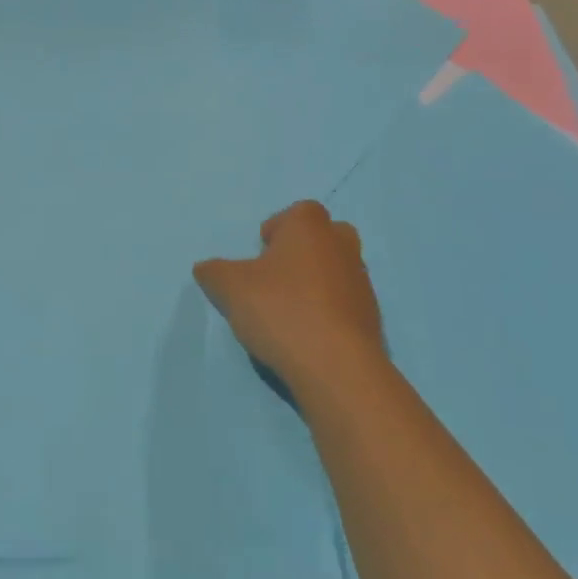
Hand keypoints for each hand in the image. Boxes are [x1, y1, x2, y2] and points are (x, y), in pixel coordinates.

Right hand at [194, 201, 386, 395]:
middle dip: (304, 250)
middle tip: (278, 275)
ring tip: (290, 310)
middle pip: (325, 236)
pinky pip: (346, 303)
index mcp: (310, 228)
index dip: (279, 228)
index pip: (300, 212)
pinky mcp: (372, 318)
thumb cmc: (281, 310)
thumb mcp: (230, 288)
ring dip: (317, 282)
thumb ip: (214, 272)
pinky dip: (329, 311)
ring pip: (337, 270)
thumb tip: (205, 268)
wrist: (337, 366)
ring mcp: (361, 283)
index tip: (261, 252)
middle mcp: (341, 246)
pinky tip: (308, 335)